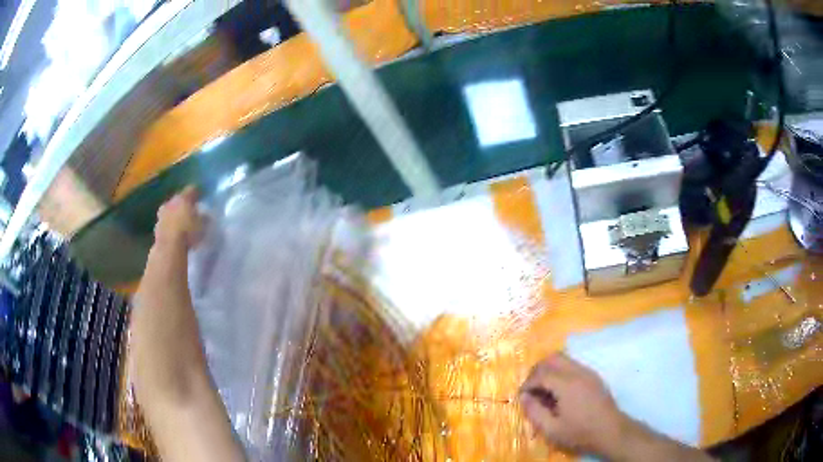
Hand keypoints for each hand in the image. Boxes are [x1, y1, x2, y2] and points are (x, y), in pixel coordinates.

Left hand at [154, 186, 204, 249]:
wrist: (169, 248)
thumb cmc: (188, 233)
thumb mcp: (202, 226)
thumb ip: (204, 218)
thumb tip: (205, 216)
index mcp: (183, 198)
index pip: (191, 189)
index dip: (197, 193)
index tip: (201, 197)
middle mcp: (171, 202)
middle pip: (178, 199)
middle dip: (184, 204)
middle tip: (190, 211)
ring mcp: (162, 214)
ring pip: (170, 210)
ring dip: (175, 215)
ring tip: (181, 223)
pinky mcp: (156, 227)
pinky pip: (165, 222)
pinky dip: (169, 226)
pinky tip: (174, 233)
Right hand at [519, 353, 627, 455]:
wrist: (610, 431)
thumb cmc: (580, 432)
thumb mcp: (552, 429)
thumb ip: (535, 412)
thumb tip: (524, 397)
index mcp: (567, 384)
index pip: (541, 374)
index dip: (528, 383)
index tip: (522, 396)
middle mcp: (578, 372)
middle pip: (553, 358)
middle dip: (537, 370)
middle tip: (531, 388)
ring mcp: (588, 372)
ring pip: (564, 359)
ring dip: (549, 369)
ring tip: (543, 390)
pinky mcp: (593, 376)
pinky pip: (573, 365)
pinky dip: (560, 372)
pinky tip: (559, 391)